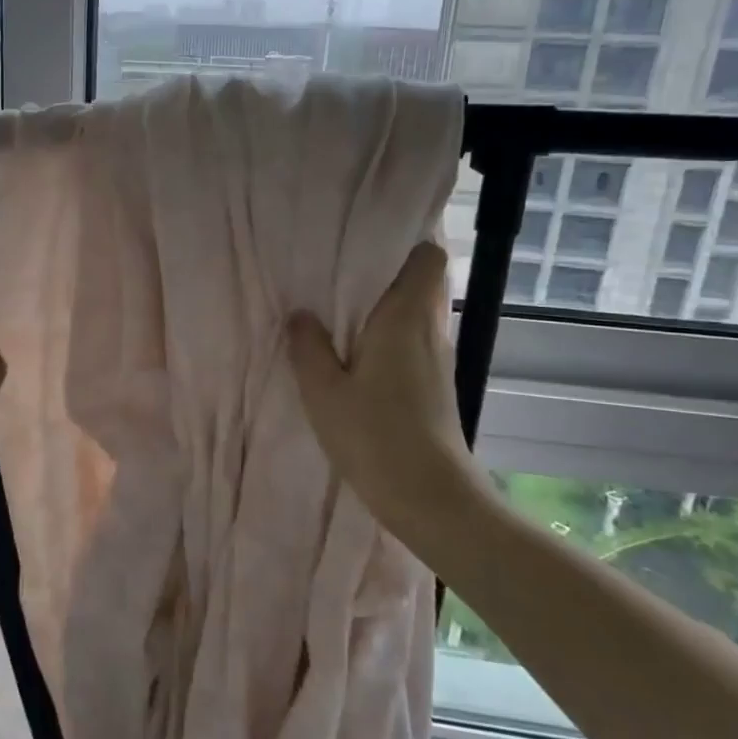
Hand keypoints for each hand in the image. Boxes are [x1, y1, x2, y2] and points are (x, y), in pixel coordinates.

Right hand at [285, 242, 483, 548]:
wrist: (430, 497)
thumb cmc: (376, 436)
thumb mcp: (324, 392)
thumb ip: (309, 347)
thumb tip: (300, 314)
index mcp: (406, 318)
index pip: (429, 257)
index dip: (405, 242)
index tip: (366, 241)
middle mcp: (429, 330)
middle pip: (422, 281)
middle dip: (386, 272)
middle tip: (339, 273)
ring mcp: (436, 358)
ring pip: (416, 312)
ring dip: (385, 306)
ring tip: (339, 309)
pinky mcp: (434, 384)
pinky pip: (412, 340)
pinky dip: (388, 335)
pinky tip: (354, 353)